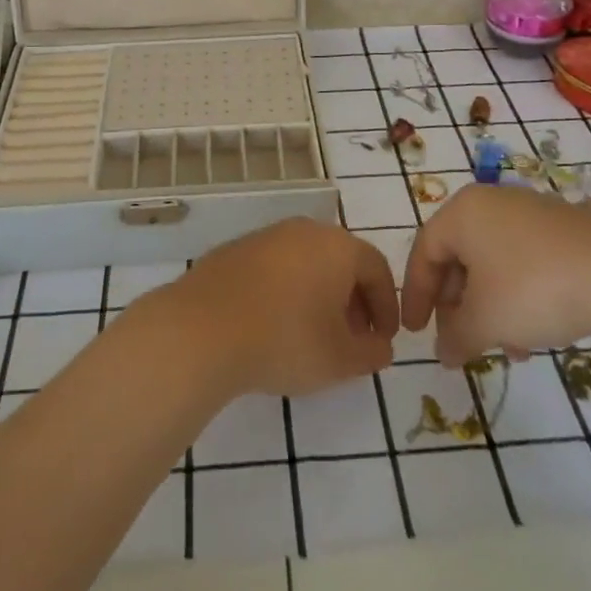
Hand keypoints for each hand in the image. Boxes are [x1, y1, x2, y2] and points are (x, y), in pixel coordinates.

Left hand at [149, 219, 398, 397]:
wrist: (204, 329)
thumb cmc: (285, 340)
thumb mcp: (340, 360)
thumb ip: (371, 353)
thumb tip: (380, 346)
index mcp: (338, 247)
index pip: (377, 269)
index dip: (386, 306)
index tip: (383, 340)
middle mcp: (305, 230)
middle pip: (341, 260)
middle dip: (353, 299)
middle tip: (352, 338)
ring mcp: (266, 236)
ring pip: (306, 261)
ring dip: (318, 293)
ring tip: (313, 333)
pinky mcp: (235, 250)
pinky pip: (275, 267)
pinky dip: (286, 290)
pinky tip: (274, 324)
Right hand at [401, 185, 590, 365]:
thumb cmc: (533, 289)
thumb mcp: (485, 320)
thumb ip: (456, 337)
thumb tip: (443, 353)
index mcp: (463, 212)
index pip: (425, 251)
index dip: (416, 294)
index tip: (415, 332)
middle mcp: (492, 203)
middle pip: (459, 255)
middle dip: (457, 304)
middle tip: (459, 340)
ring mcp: (530, 212)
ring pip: (493, 263)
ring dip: (489, 306)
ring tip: (504, 348)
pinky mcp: (562, 229)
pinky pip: (523, 261)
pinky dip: (517, 296)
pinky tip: (534, 334)